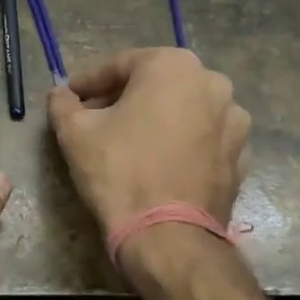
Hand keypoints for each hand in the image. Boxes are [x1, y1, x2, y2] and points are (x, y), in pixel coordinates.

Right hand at [47, 47, 249, 229]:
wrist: (167, 235)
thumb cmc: (119, 171)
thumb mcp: (75, 133)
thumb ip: (62, 103)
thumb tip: (60, 93)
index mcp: (172, 66)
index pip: (119, 65)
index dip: (88, 82)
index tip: (69, 97)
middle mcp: (212, 82)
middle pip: (155, 84)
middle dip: (123, 98)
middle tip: (94, 118)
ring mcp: (233, 120)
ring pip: (182, 110)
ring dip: (154, 119)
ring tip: (128, 142)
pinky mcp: (240, 154)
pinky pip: (201, 138)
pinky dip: (179, 142)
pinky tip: (157, 163)